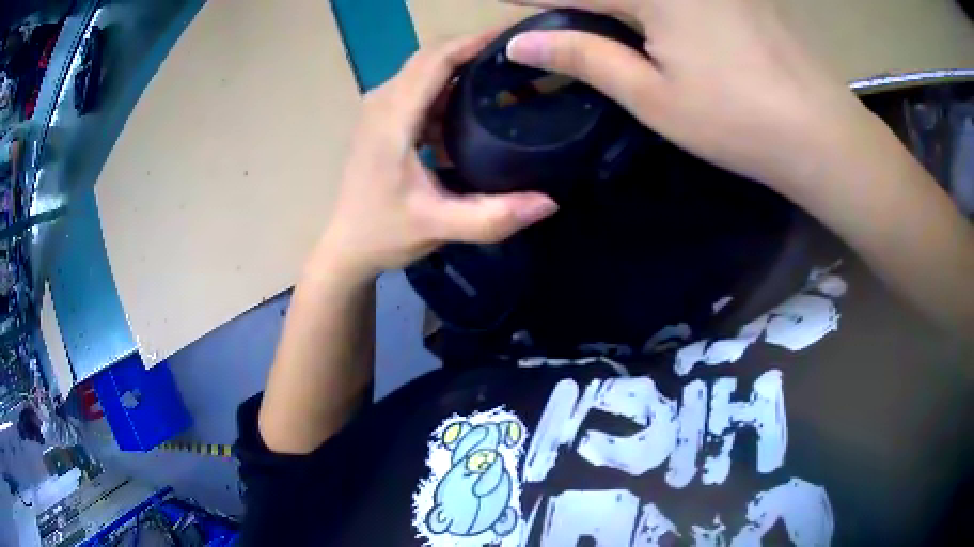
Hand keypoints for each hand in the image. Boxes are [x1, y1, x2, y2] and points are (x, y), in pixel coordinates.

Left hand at [318, 32, 558, 280]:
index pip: (437, 59)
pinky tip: (477, 103)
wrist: (346, 245)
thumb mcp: (440, 227)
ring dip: (463, 65)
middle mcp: (382, 100)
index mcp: (393, 117)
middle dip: (474, 47)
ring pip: (426, 68)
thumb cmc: (385, 233)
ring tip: (506, 73)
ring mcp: (379, 106)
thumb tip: (550, 201)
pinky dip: (450, 86)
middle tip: (520, 54)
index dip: (475, 41)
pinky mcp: (383, 117)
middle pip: (432, 55)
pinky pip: (420, 86)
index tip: (516, 34)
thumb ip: (493, 217)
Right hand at [503, 0, 879, 190]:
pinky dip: (654, 6)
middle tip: (556, 15)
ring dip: (618, 4)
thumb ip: (585, 56)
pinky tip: (650, 19)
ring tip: (602, 20)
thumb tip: (523, 43)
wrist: (820, 132)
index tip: (506, 4)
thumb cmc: (735, 120)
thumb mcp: (652, 95)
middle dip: (581, 1)